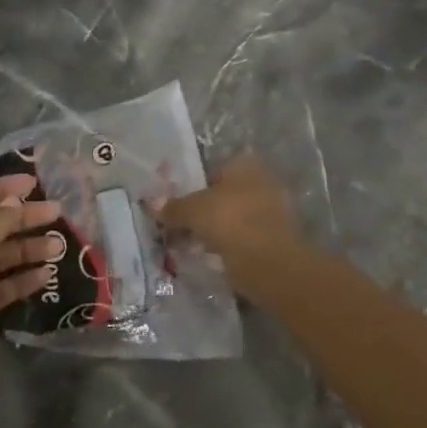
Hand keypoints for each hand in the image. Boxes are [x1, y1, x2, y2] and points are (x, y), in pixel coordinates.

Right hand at [154, 155, 305, 292]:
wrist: (269, 262)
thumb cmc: (230, 220)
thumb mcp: (192, 210)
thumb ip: (173, 207)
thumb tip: (151, 203)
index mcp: (246, 165)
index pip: (212, 171)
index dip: (192, 188)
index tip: (176, 207)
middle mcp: (262, 182)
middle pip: (222, 196)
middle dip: (202, 212)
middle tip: (179, 228)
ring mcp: (272, 212)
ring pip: (232, 219)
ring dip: (213, 231)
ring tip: (189, 247)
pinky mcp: (275, 240)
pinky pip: (242, 239)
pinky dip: (227, 247)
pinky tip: (209, 258)